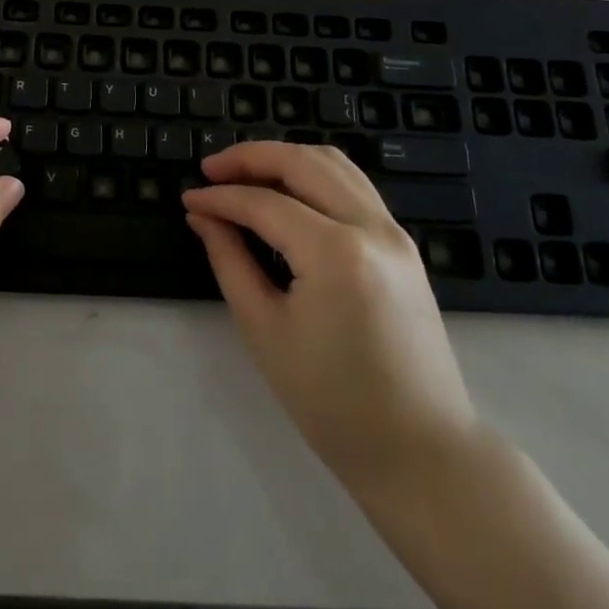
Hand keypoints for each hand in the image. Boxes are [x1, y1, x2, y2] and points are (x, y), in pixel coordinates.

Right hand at [181, 142, 482, 501]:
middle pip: (303, 162)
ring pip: (334, 164)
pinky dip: (314, 176)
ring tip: (244, 174)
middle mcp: (372, 228)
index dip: (220, 197)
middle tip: (211, 169)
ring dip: (285, 159)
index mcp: (336, 253)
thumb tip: (203, 216)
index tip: (188, 198)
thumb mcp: (265, 330)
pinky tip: (286, 193)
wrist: (420, 451)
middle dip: (251, 157)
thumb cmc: (332, 402)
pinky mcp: (403, 246)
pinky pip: (354, 187)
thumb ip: (230, 260)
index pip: (264, 203)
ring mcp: (395, 233)